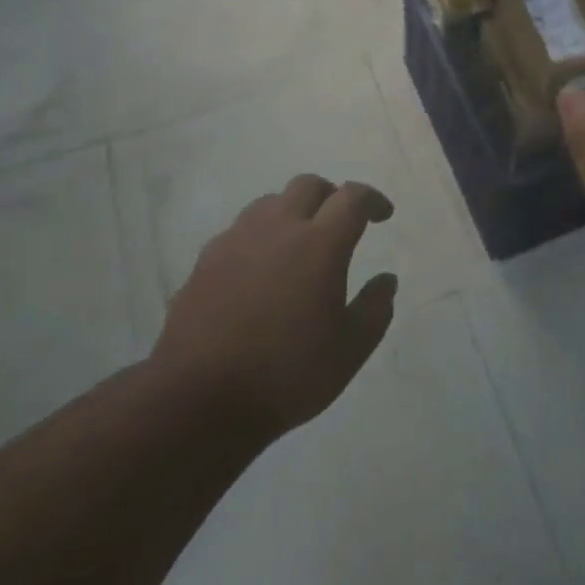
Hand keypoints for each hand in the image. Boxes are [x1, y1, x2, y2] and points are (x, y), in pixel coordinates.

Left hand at [152, 176, 398, 436]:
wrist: (198, 399)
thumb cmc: (286, 374)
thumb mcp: (349, 350)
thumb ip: (375, 309)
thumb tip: (386, 280)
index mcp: (319, 244)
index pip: (351, 198)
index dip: (372, 199)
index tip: (383, 216)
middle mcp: (277, 228)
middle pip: (308, 185)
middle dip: (331, 196)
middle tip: (340, 224)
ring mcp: (236, 240)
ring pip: (270, 203)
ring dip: (292, 212)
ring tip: (299, 245)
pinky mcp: (205, 260)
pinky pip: (240, 231)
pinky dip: (260, 238)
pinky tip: (260, 272)